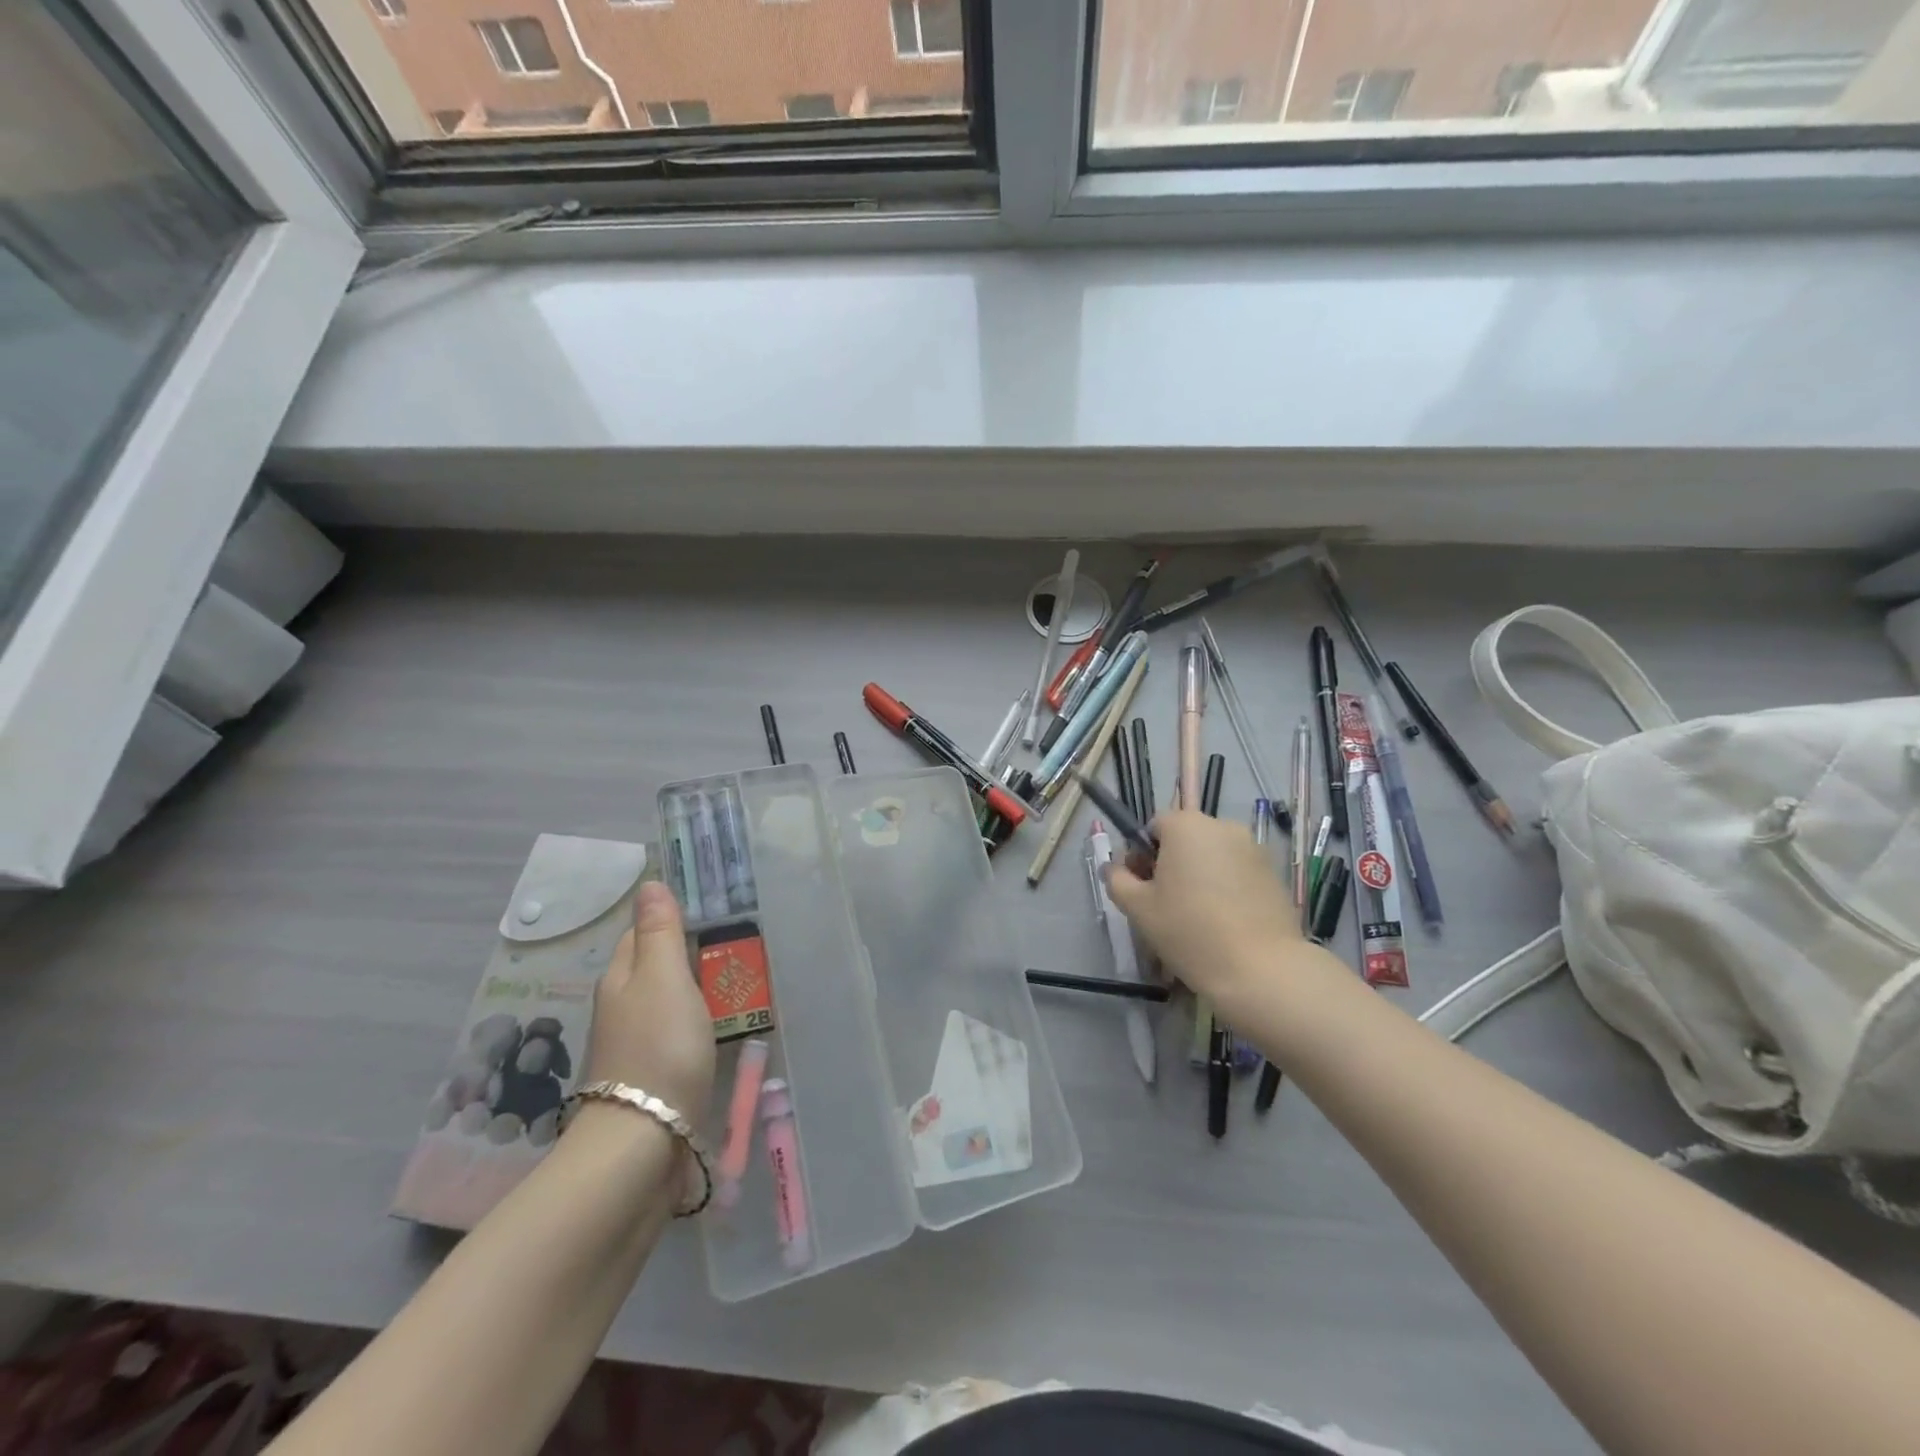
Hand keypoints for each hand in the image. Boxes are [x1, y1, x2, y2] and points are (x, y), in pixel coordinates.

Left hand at [584, 881, 714, 1116]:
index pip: (640, 934)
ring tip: (731, 984)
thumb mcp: (665, 977)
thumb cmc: (659, 1046)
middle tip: (730, 946)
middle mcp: (620, 1008)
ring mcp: (633, 1045)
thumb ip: (661, 932)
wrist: (644, 1139)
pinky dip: (692, 1025)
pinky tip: (714, 1029)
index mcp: (620, 978)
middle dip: (683, 956)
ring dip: (691, 991)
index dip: (669, 921)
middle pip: (652, 969)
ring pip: (664, 1003)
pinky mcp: (650, 1076)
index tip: (708, 915)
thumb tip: (649, 883)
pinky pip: (673, 1035)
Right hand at [1107, 810, 1304, 1012]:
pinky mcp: (1273, 872)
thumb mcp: (1138, 908)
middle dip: (1172, 863)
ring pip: (1213, 854)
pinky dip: (1227, 886)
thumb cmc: (1189, 931)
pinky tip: (1225, 920)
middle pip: (1186, 837)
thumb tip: (1115, 869)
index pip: (1154, 826)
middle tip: (1166, 903)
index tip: (1143, 887)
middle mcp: (1221, 826)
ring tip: (1198, 915)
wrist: (1261, 969)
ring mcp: (1253, 847)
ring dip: (1200, 874)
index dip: (1142, 854)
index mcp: (1185, 826)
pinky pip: (1237, 870)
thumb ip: (1118, 879)